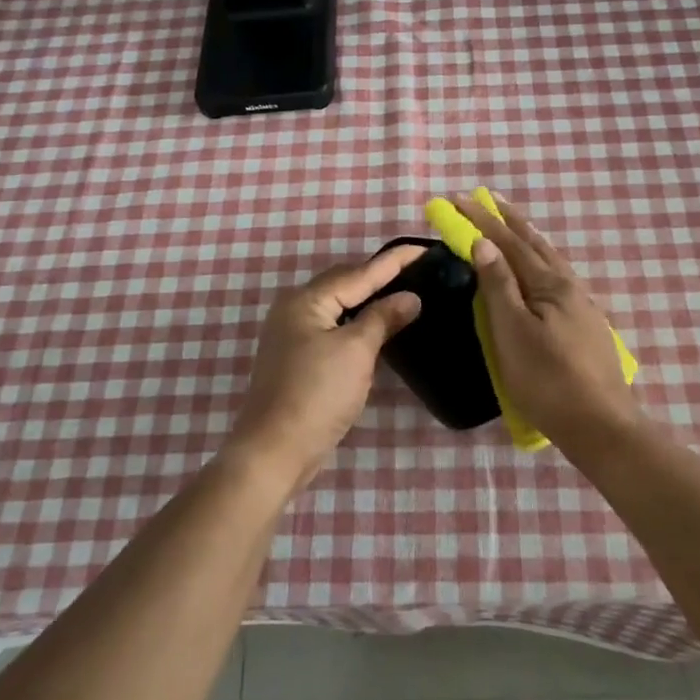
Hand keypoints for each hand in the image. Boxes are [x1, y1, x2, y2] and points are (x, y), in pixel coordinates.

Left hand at [228, 245, 425, 489]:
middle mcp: (295, 309)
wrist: (274, 451)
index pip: (360, 272)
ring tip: (406, 292)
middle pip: (346, 283)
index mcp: (307, 300)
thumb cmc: (317, 394)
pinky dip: (358, 322)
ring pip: (340, 306)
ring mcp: (293, 334)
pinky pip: (334, 326)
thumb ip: (383, 318)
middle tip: (420, 271)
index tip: (426, 249)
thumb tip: (410, 298)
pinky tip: (379, 326)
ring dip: (371, 299)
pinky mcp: (298, 357)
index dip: (395, 261)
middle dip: (381, 276)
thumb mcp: (356, 352)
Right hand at [451, 193, 635, 443]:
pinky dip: (538, 261)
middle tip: (487, 198)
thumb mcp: (513, 332)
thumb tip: (484, 243)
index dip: (481, 220)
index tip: (457, 198)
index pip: (508, 243)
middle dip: (507, 220)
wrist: (601, 425)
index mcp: (549, 284)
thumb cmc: (548, 380)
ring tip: (510, 226)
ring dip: (525, 238)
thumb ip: (499, 286)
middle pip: (534, 244)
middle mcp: (568, 286)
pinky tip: (537, 272)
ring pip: (549, 260)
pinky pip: (555, 278)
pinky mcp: (585, 325)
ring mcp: (581, 305)